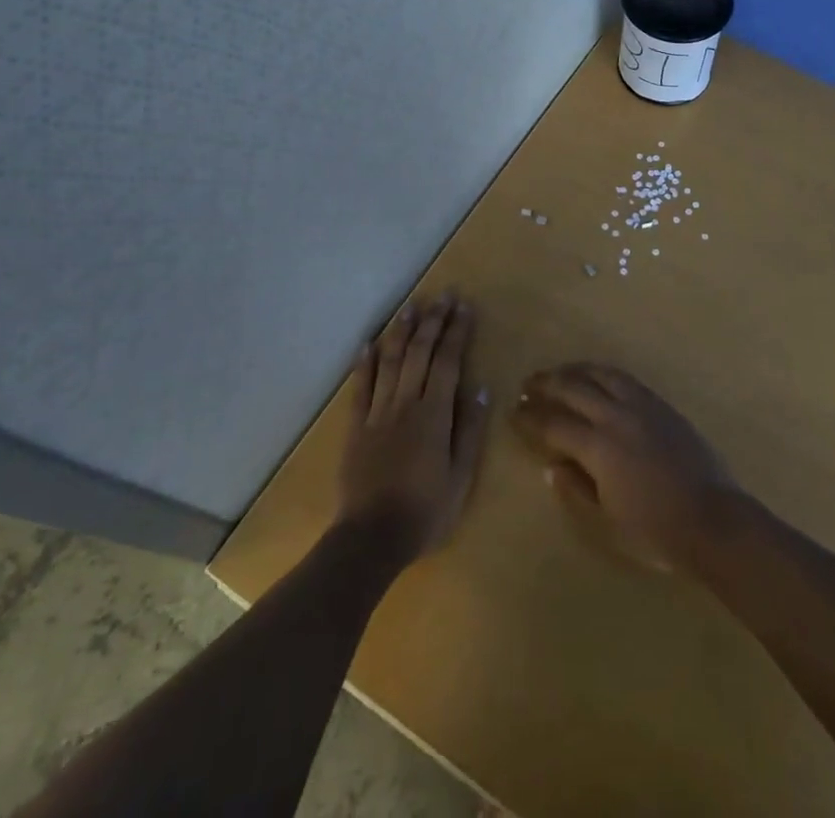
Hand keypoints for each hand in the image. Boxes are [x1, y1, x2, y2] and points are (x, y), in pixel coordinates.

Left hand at [338, 296, 489, 563]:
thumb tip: (480, 387)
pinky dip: (364, 362)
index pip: (448, 361)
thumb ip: (469, 429)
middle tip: (443, 295)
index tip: (464, 306)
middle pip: (419, 352)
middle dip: (433, 321)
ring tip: (411, 306)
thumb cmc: (426, 510)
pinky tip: (368, 343)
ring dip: (401, 331)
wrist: (371, 539)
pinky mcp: (355, 427)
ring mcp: (376, 413)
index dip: (457, 331)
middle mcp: (405, 404)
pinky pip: (360, 388)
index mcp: (434, 414)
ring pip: (389, 361)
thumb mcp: (462, 476)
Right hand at [513, 364, 742, 573]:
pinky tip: (598, 376)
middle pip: (574, 389)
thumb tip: (553, 466)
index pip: (554, 425)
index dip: (531, 418)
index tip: (513, 412)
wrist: (711, 518)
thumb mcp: (607, 523)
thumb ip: (577, 490)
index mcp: (599, 447)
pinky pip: (626, 378)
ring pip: (601, 375)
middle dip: (547, 385)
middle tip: (527, 384)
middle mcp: (617, 417)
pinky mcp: (661, 404)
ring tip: (558, 372)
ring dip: (575, 370)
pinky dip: (603, 372)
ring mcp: (642, 406)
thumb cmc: (655, 531)